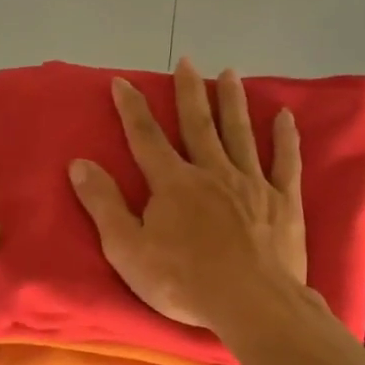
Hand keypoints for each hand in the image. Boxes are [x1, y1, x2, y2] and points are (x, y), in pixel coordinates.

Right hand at [68, 58, 306, 332]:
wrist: (250, 303)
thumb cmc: (183, 282)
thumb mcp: (128, 249)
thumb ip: (103, 204)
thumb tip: (79, 164)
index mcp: (173, 183)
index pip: (146, 137)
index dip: (132, 108)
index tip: (122, 82)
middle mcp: (212, 172)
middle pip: (198, 124)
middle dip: (189, 92)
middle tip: (187, 61)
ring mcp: (251, 183)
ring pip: (240, 133)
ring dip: (233, 102)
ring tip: (229, 75)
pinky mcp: (283, 201)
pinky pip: (285, 161)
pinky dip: (285, 137)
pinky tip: (284, 116)